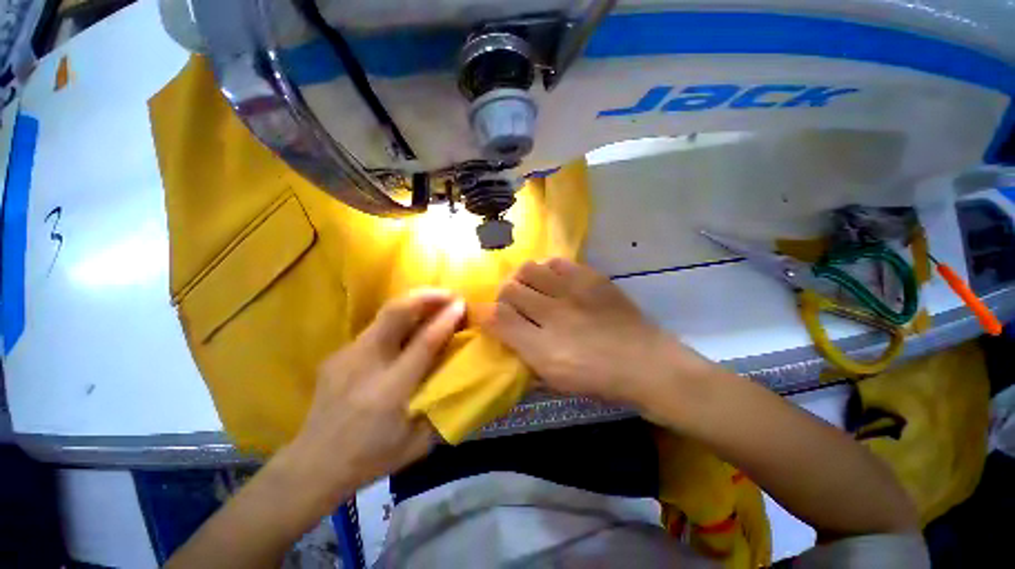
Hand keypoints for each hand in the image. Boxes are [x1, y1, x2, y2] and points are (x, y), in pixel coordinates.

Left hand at [280, 290, 464, 506]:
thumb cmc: (371, 458)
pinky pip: (376, 329)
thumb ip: (444, 407)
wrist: (313, 465)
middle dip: (425, 296)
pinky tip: (409, 331)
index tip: (462, 304)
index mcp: (390, 390)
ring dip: (414, 305)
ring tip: (434, 306)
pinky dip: (399, 322)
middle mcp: (366, 365)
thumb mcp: (418, 443)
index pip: (423, 343)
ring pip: (385, 315)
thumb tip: (467, 378)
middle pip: (395, 313)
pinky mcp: (339, 354)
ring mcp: (347, 356)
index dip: (445, 320)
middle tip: (449, 294)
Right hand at [485, 259, 709, 408]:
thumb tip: (500, 333)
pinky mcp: (591, 278)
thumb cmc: (597, 379)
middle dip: (503, 295)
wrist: (647, 364)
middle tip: (513, 304)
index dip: (483, 313)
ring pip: (528, 269)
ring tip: (532, 289)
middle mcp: (553, 316)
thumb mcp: (554, 380)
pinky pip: (555, 262)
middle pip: (509, 289)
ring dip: (522, 280)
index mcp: (542, 349)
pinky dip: (547, 270)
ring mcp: (573, 292)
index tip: (485, 314)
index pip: (497, 318)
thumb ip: (522, 356)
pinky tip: (553, 281)